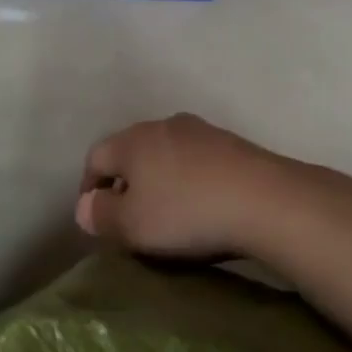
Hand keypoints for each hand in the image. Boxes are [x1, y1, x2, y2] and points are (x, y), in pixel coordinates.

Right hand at [74, 113, 299, 259]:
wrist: (266, 200)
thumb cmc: (186, 213)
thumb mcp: (132, 225)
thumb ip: (101, 215)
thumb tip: (85, 206)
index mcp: (132, 140)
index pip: (95, 157)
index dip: (88, 188)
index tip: (95, 217)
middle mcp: (163, 125)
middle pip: (131, 152)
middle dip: (125, 183)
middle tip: (129, 217)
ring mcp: (201, 131)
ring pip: (165, 154)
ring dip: (159, 180)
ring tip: (167, 213)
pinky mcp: (232, 144)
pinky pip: (196, 161)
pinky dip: (189, 180)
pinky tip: (202, 205)